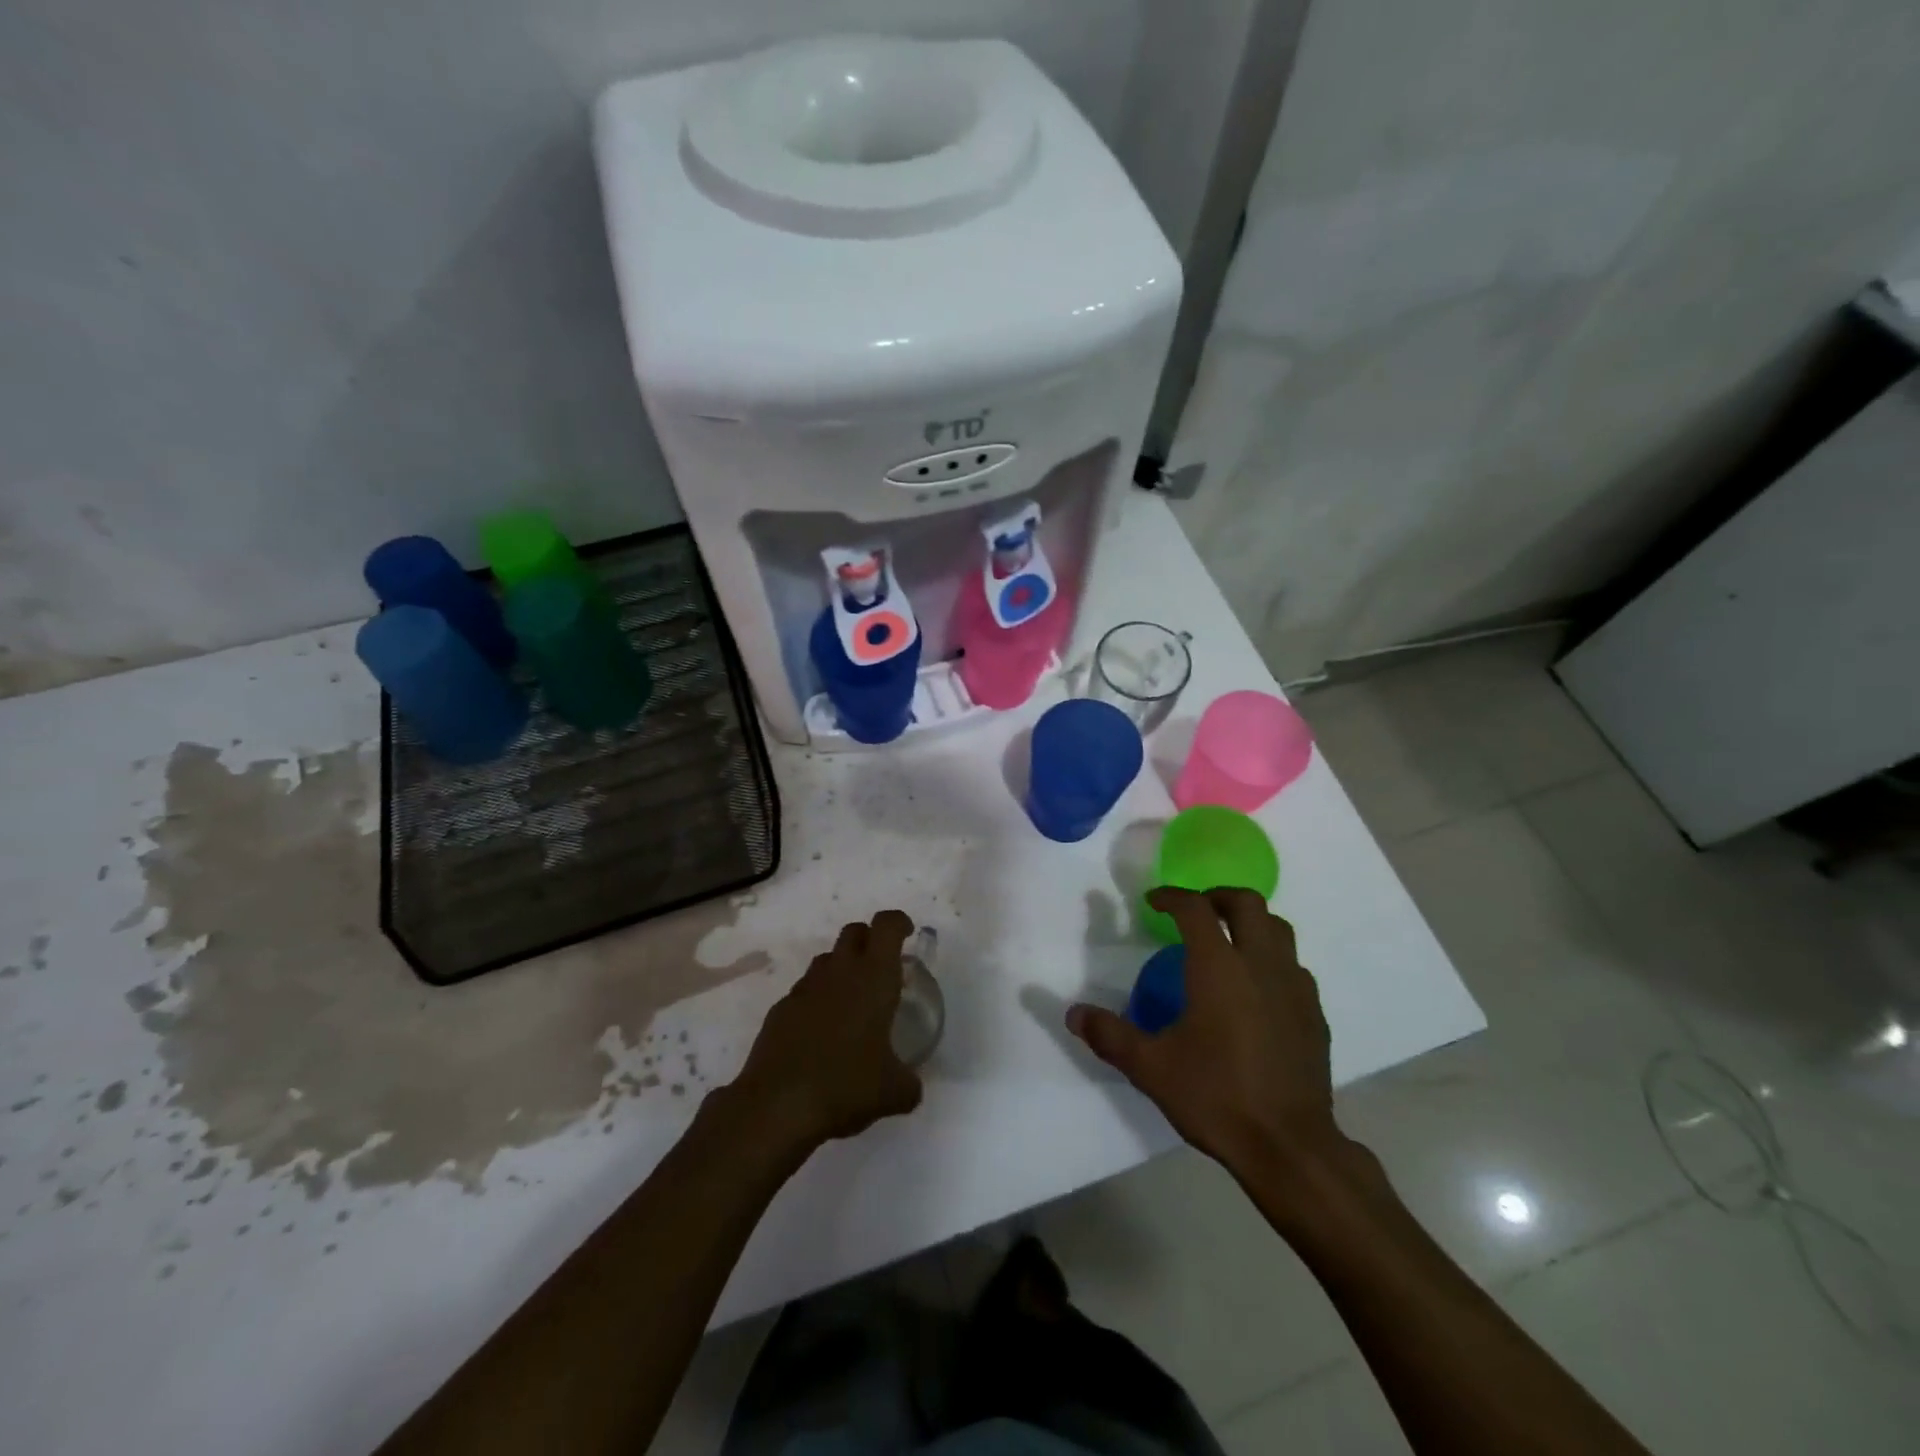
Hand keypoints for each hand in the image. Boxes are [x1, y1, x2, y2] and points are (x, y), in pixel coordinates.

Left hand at [731, 910, 922, 1149]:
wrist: (777, 1107)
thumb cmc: (847, 1087)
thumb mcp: (895, 1093)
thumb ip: (909, 1082)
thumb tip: (910, 1086)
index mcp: (874, 978)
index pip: (887, 926)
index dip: (899, 923)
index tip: (907, 936)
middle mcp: (839, 972)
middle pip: (854, 931)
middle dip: (869, 940)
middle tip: (881, 968)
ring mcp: (805, 989)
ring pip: (826, 959)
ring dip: (841, 969)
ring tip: (851, 1003)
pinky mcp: (780, 1010)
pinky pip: (804, 992)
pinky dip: (816, 1000)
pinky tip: (820, 1034)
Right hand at [1067, 888, 1342, 1175]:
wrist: (1290, 1147)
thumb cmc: (1216, 1097)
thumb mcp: (1150, 1067)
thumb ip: (1109, 1035)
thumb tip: (1073, 1014)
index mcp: (1219, 967)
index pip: (1195, 908)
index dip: (1172, 897)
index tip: (1153, 902)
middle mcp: (1260, 964)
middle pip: (1247, 903)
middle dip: (1217, 896)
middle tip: (1195, 910)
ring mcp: (1295, 988)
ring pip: (1278, 929)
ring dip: (1250, 922)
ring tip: (1227, 941)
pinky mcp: (1314, 1014)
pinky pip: (1294, 966)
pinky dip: (1271, 958)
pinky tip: (1256, 988)